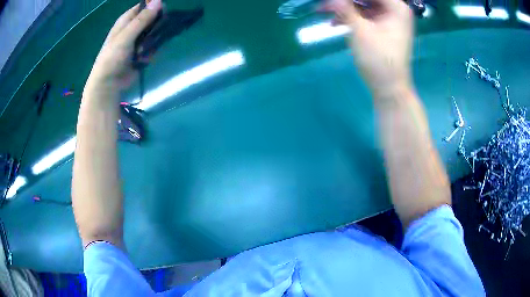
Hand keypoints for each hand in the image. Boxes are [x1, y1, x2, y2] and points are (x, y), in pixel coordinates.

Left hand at [85, 0, 161, 94]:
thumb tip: (160, 1)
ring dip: (154, 41)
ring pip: (154, 33)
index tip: (164, 11)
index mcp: (126, 21)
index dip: (154, 6)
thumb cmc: (112, 58)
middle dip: (157, 25)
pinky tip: (145, 59)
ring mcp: (138, 41)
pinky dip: (151, 52)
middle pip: (152, 19)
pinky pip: (153, 47)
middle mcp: (133, 28)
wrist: (108, 84)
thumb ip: (142, 20)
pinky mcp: (142, 53)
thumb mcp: (126, 36)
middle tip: (157, 32)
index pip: (144, 7)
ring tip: (146, 50)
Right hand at [324, 0, 413, 96]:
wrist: (389, 88)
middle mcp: (396, 10)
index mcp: (397, 8)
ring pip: (364, 4)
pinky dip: (351, 17)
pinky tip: (335, 22)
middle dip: (345, 1)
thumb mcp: (359, 30)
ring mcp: (390, 19)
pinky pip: (365, 15)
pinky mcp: (384, 27)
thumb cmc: (378, 59)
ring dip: (345, 8)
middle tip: (326, 5)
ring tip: (325, 12)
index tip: (333, 1)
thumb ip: (344, 8)